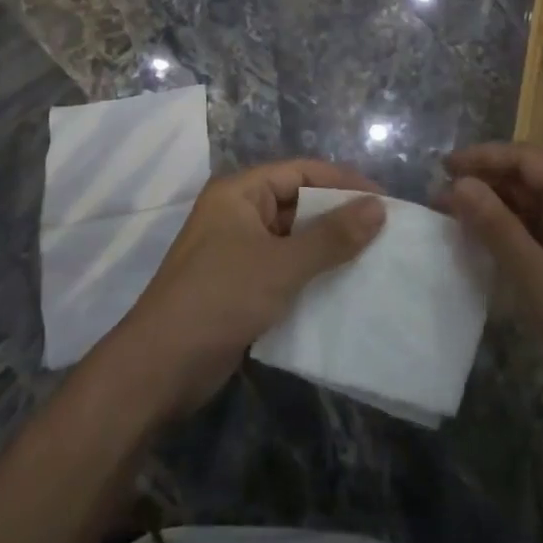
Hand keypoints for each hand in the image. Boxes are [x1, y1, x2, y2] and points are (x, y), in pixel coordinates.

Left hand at [103, 159, 384, 421]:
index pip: (302, 172)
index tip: (384, 200)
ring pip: (292, 238)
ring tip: (372, 258)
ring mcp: (236, 250)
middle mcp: (237, 213)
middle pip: (298, 202)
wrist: (158, 370)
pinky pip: (283, 267)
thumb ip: (332, 236)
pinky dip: (310, 273)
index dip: (343, 182)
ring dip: (326, 247)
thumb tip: (379, 207)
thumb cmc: (219, 299)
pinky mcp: (239, 285)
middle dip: (338, 216)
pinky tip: (342, 288)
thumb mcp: (282, 265)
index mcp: (240, 192)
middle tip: (383, 231)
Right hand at [444, 143, 542, 426]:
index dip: (480, 158)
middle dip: (483, 183)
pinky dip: (511, 228)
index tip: (441, 168)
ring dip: (494, 206)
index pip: (522, 157)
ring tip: (453, 216)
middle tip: (439, 197)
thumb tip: (458, 184)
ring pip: (531, 202)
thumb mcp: (535, 274)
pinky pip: (540, 226)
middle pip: (526, 176)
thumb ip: (495, 226)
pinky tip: (485, 240)